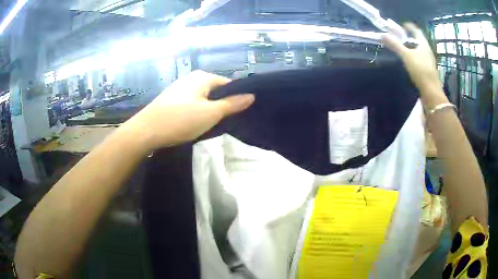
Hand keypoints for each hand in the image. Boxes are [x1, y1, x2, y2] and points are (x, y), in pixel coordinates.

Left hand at [124, 70, 253, 151]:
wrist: (146, 131)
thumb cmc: (181, 120)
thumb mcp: (211, 113)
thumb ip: (232, 104)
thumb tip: (251, 96)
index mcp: (203, 77)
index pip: (229, 84)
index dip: (236, 98)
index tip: (239, 114)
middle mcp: (192, 78)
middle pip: (215, 91)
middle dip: (222, 105)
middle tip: (224, 122)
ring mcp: (180, 88)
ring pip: (203, 98)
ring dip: (208, 110)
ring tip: (209, 125)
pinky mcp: (172, 99)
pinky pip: (192, 103)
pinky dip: (196, 112)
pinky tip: (193, 123)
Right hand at [382, 23, 441, 93]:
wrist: (431, 92)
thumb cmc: (420, 70)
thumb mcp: (406, 56)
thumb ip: (395, 45)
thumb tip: (382, 35)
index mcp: (424, 45)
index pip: (416, 31)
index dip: (410, 27)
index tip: (403, 25)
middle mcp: (428, 51)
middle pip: (419, 40)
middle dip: (411, 37)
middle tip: (402, 36)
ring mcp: (429, 61)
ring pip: (421, 50)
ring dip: (413, 47)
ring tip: (405, 48)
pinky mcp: (429, 70)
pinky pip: (422, 58)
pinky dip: (416, 56)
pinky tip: (411, 61)